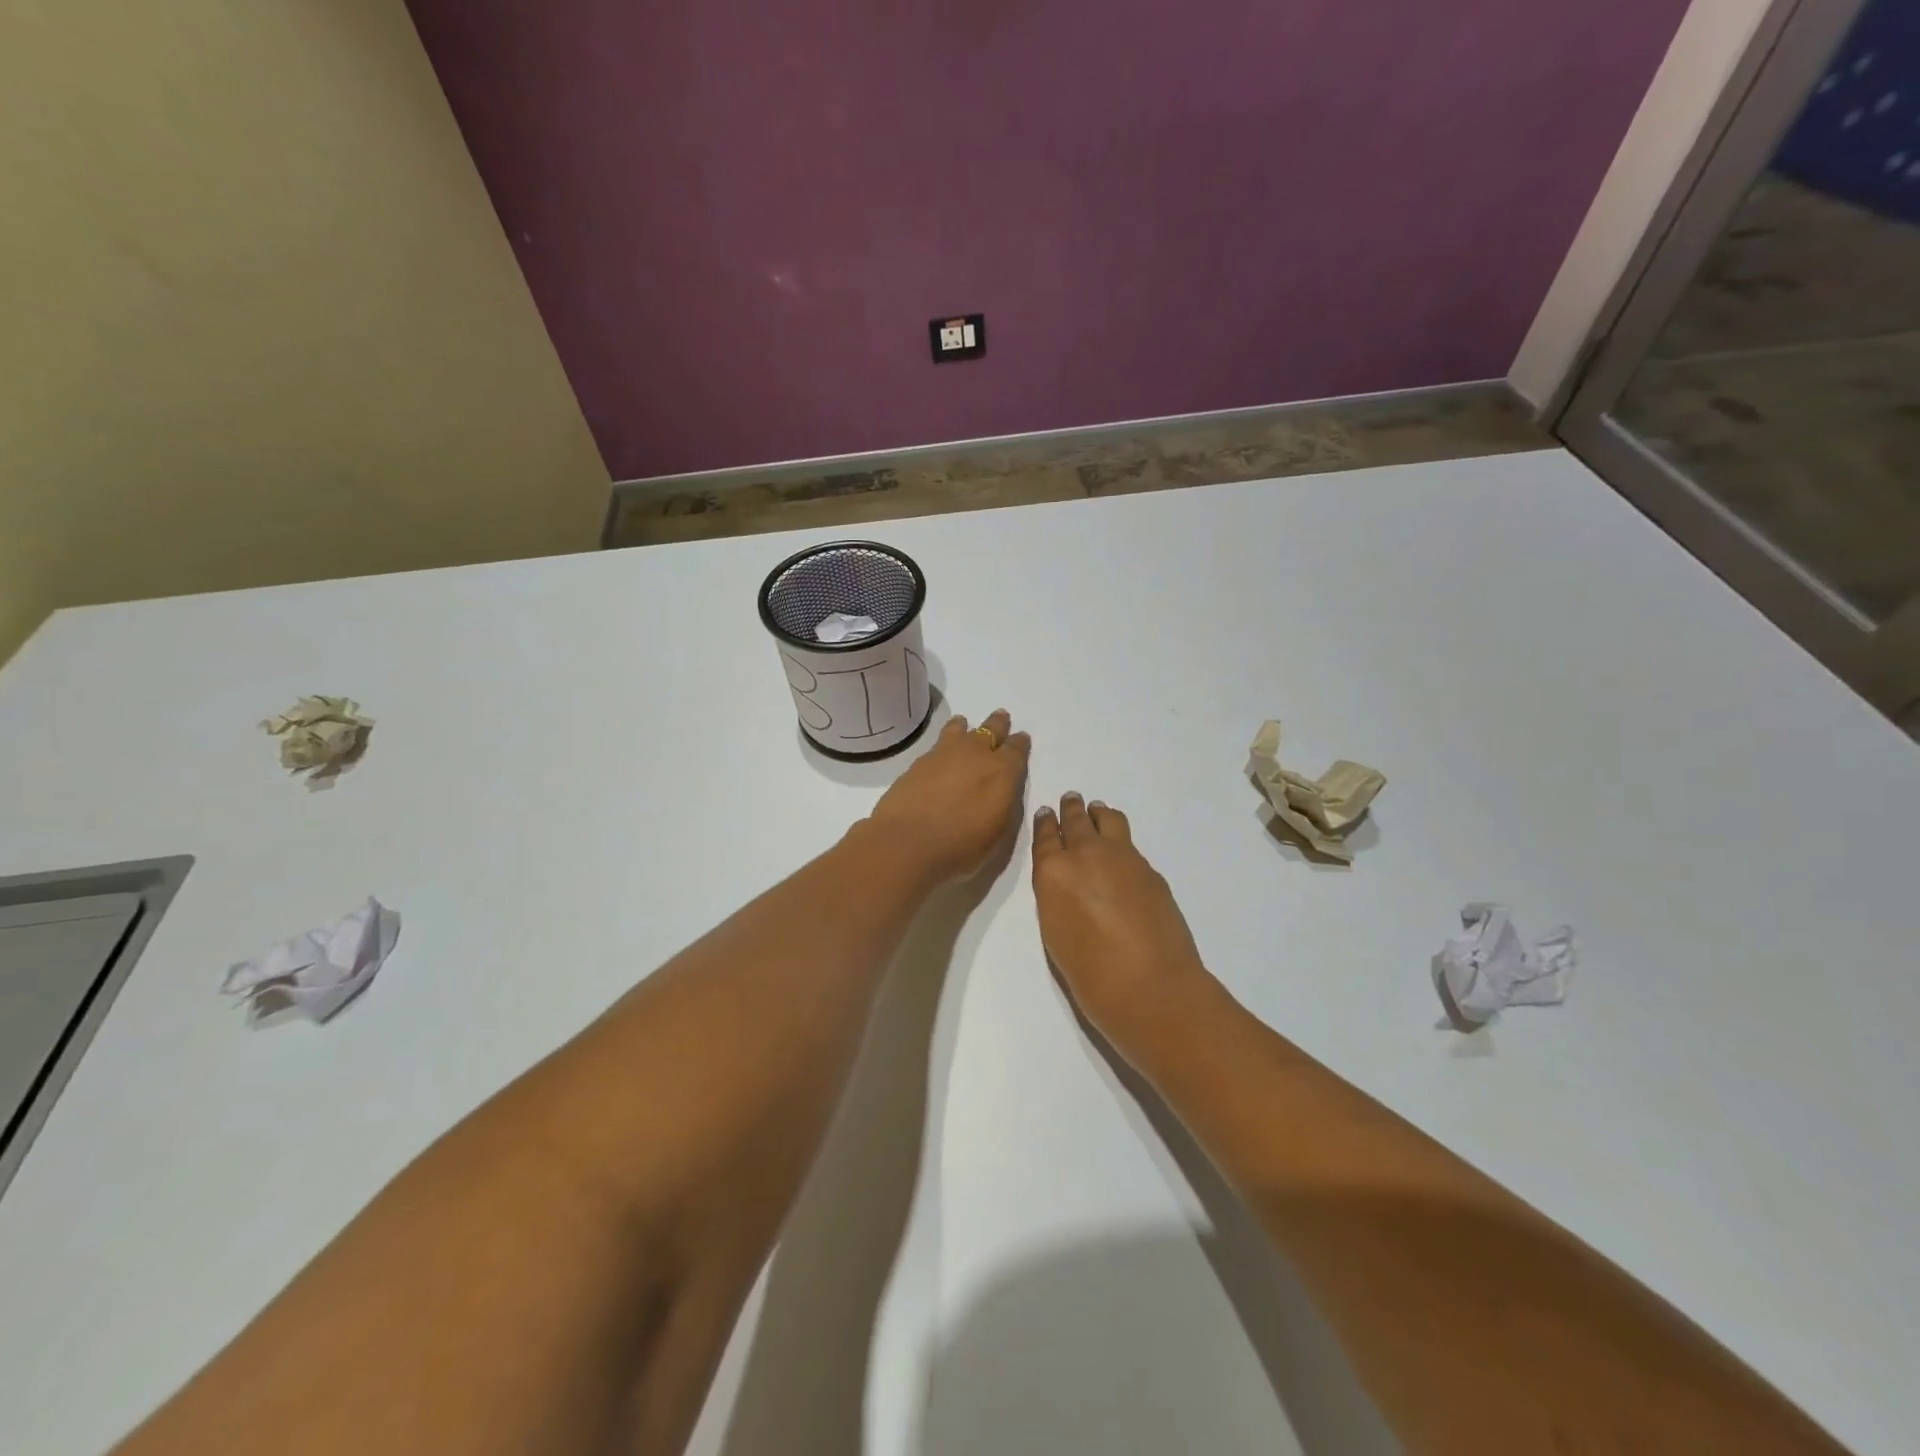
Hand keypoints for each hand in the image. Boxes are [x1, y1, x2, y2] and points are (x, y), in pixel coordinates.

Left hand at [866, 710, 1031, 882]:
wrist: (908, 842)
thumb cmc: (962, 847)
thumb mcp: (998, 834)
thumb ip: (1003, 805)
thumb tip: (1001, 791)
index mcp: (1003, 772)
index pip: (1016, 750)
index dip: (1020, 744)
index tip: (1021, 739)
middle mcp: (976, 754)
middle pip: (991, 730)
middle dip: (998, 724)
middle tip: (1001, 717)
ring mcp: (944, 754)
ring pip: (960, 729)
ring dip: (966, 727)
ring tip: (964, 724)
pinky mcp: (918, 762)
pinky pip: (937, 744)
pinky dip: (943, 742)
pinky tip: (939, 751)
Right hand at [1032, 793, 1214, 1066]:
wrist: (1152, 988)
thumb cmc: (1092, 976)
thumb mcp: (1056, 934)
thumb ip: (1057, 898)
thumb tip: (1067, 884)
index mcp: (1053, 873)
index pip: (1045, 837)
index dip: (1044, 824)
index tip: (1045, 814)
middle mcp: (1085, 854)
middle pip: (1075, 820)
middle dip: (1071, 809)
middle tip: (1070, 799)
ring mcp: (1122, 857)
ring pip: (1107, 819)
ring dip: (1097, 813)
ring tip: (1096, 811)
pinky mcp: (1149, 868)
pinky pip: (1129, 843)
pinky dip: (1120, 839)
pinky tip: (1121, 851)